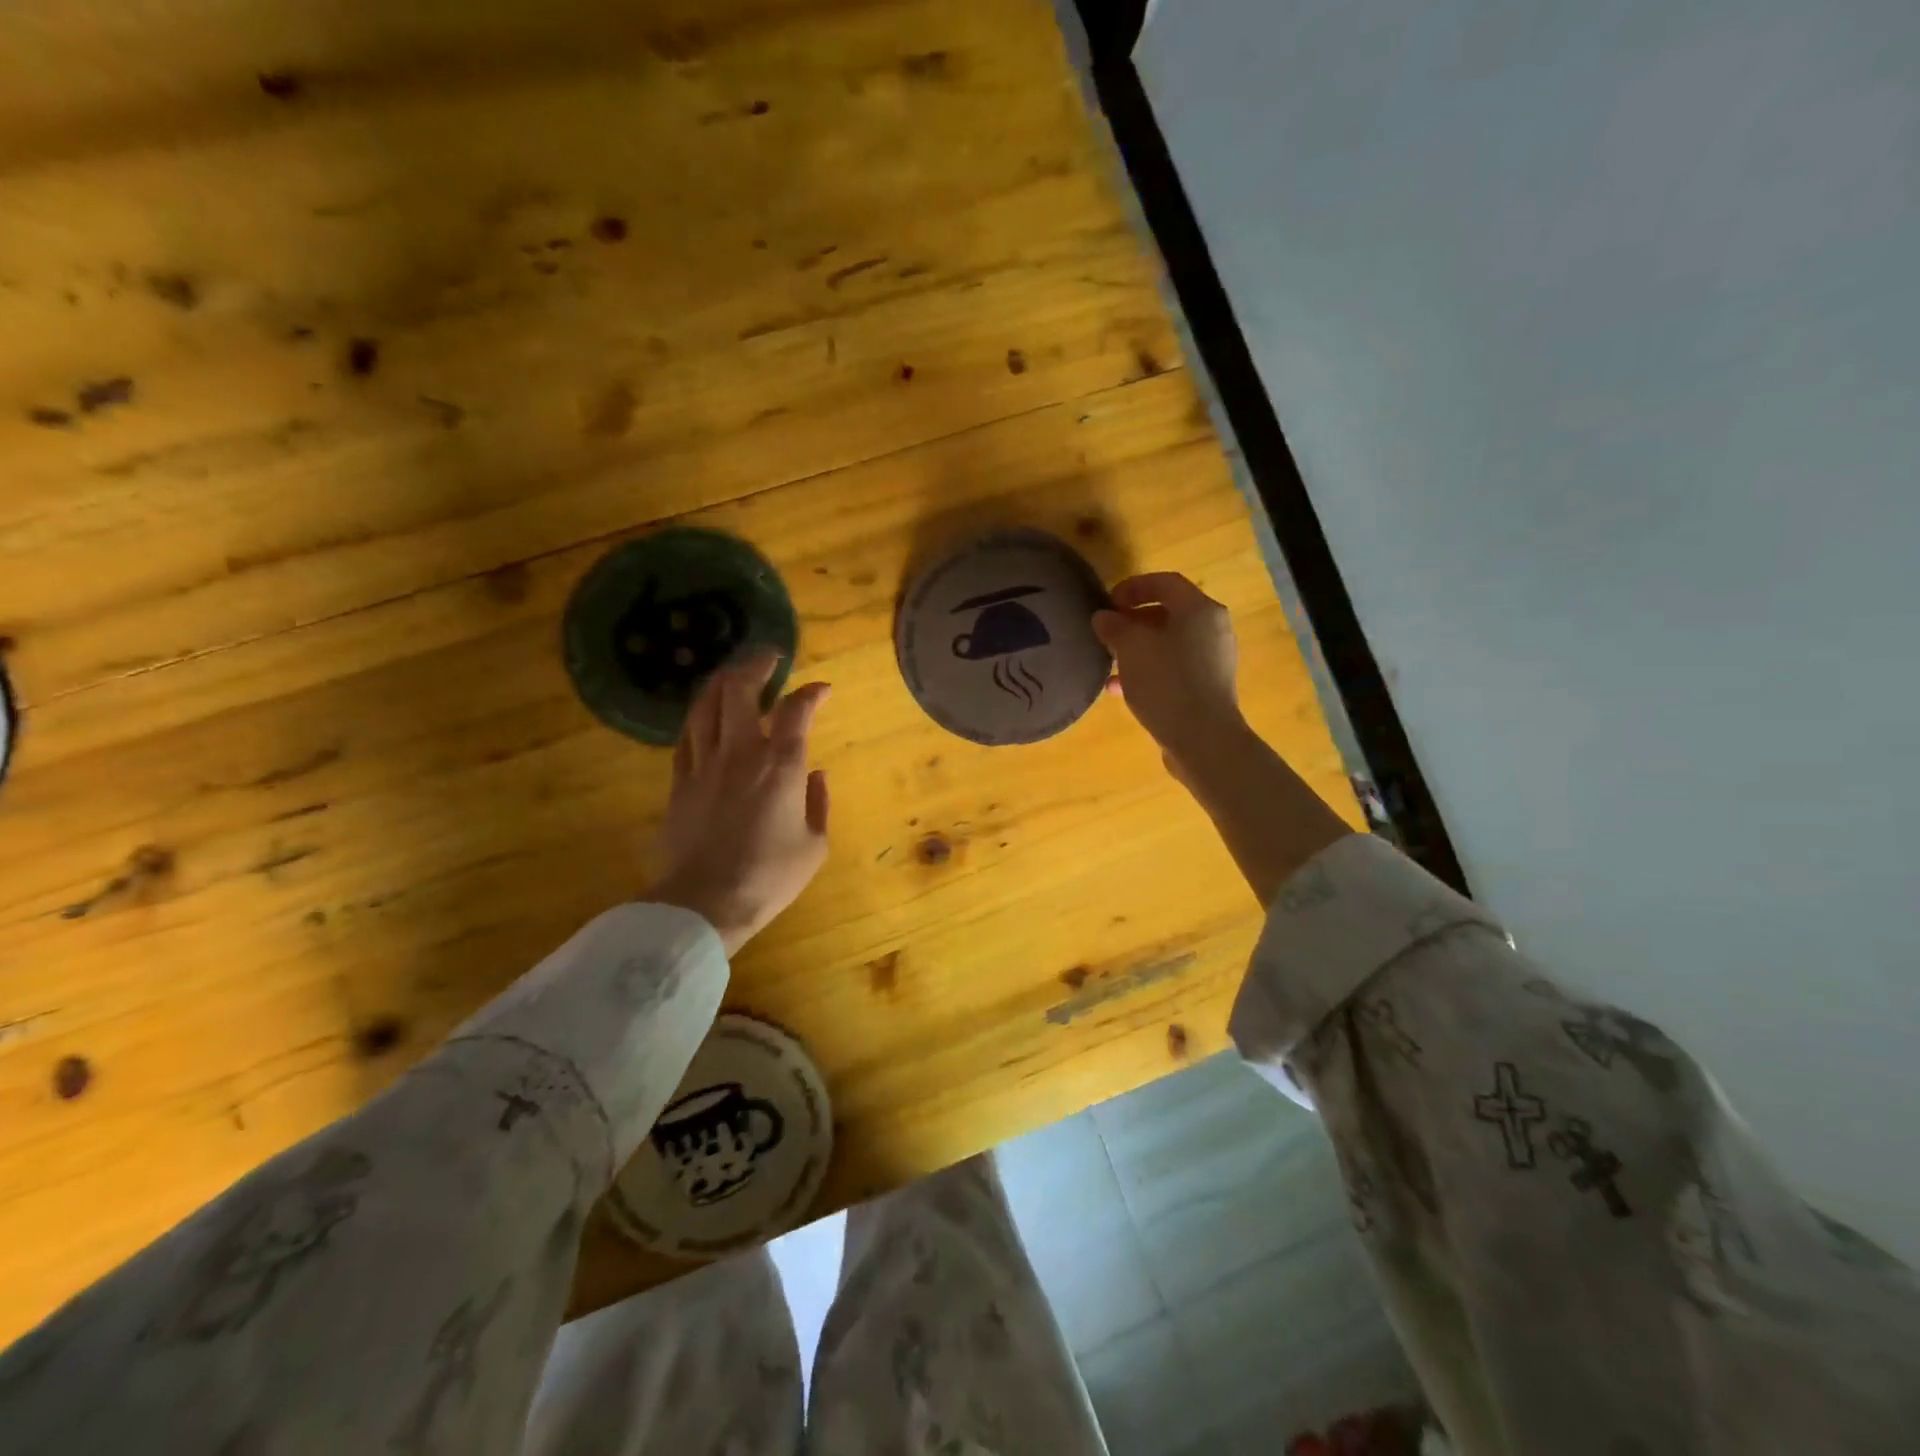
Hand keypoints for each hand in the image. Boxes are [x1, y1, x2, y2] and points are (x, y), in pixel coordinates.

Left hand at [648, 651, 830, 954]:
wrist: (705, 902)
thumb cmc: (769, 877)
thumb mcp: (814, 846)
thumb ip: (819, 804)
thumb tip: (816, 774)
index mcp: (781, 766)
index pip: (797, 710)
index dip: (812, 692)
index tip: (823, 689)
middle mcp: (741, 752)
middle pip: (740, 690)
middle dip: (756, 665)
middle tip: (770, 658)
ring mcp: (704, 764)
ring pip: (706, 705)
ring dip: (722, 682)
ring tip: (734, 674)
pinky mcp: (679, 782)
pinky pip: (686, 736)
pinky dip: (699, 717)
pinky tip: (705, 715)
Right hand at [1094, 572, 1350, 903]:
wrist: (1203, 740)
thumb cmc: (1167, 683)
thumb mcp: (1131, 649)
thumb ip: (1115, 627)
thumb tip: (1104, 617)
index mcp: (1199, 610)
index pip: (1165, 582)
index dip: (1133, 587)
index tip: (1108, 602)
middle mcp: (1213, 629)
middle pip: (1169, 612)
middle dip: (1133, 620)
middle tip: (1107, 632)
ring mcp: (1213, 660)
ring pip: (1169, 643)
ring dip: (1138, 649)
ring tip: (1110, 662)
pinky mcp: (1208, 687)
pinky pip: (1174, 668)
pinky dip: (1149, 670)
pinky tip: (1121, 690)